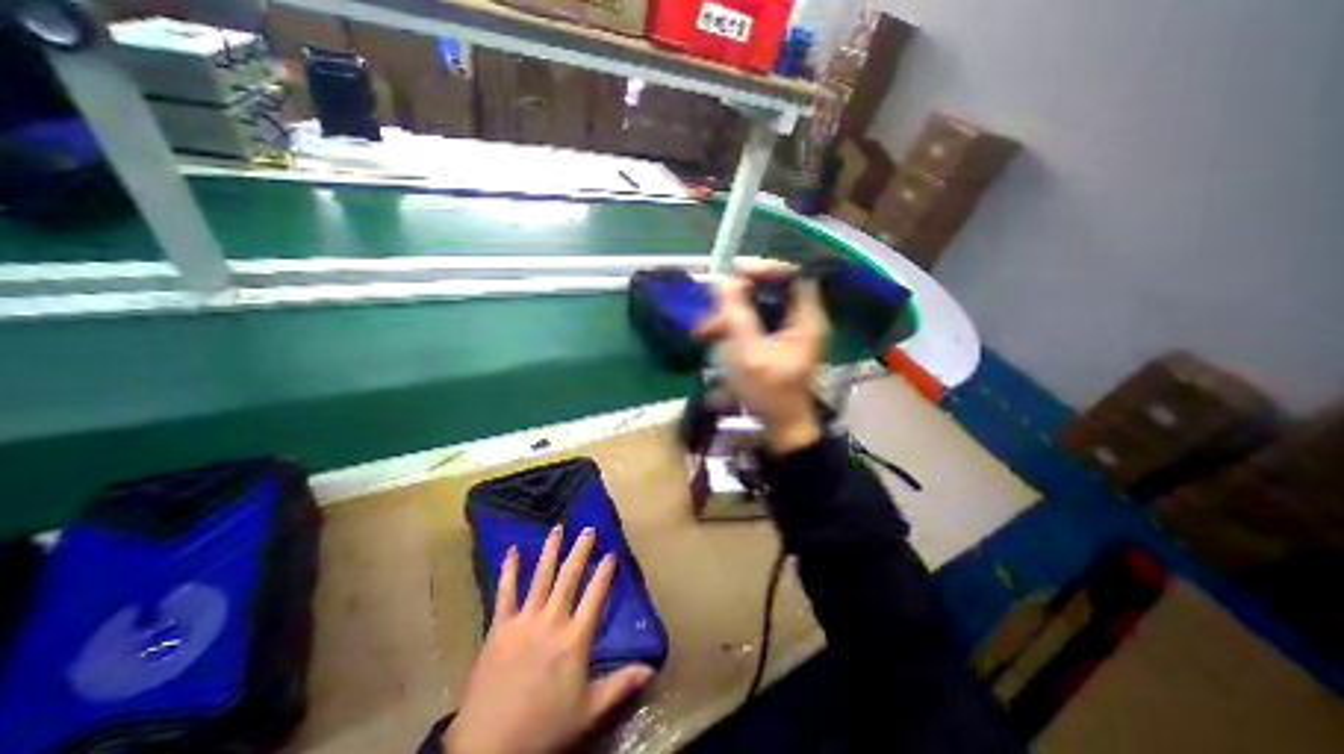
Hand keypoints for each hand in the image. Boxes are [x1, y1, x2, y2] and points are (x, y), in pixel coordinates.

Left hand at [444, 528, 657, 750]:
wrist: (489, 749)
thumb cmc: (544, 728)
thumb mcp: (589, 710)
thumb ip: (620, 685)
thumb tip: (652, 669)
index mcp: (576, 638)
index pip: (596, 595)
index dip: (605, 572)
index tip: (611, 553)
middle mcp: (552, 620)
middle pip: (570, 577)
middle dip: (580, 550)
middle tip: (588, 529)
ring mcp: (524, 620)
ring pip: (541, 577)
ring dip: (550, 550)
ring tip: (557, 528)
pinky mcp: (499, 627)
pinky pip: (505, 592)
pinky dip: (509, 570)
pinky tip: (511, 550)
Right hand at [699, 258, 824, 452]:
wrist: (779, 427)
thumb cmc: (769, 393)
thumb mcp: (749, 353)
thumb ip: (737, 316)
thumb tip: (724, 282)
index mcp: (806, 319)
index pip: (793, 276)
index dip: (766, 268)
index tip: (736, 271)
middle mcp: (800, 320)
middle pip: (772, 290)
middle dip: (738, 296)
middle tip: (713, 305)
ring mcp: (787, 332)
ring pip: (758, 308)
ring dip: (729, 315)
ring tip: (703, 331)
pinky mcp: (774, 343)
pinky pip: (753, 324)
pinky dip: (732, 328)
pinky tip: (711, 338)